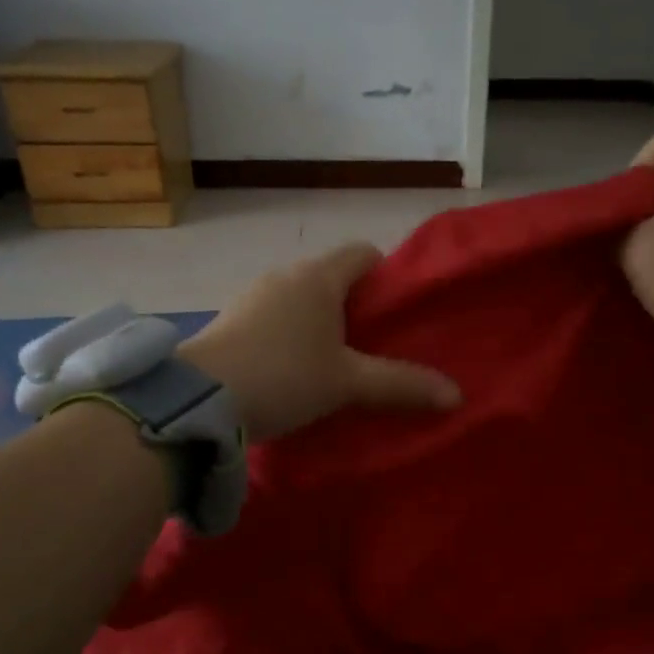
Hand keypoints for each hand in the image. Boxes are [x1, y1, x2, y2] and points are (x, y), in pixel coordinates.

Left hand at [178, 243, 460, 441]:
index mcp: (318, 277)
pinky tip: (291, 375)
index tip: (395, 316)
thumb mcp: (347, 384)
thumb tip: (456, 395)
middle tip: (373, 349)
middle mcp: (284, 276)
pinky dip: (288, 338)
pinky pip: (273, 320)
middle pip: (332, 279)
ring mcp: (251, 297)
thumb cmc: (283, 376)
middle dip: (355, 309)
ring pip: (301, 301)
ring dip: (319, 326)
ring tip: (333, 367)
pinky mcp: (229, 322)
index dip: (386, 278)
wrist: (197, 400)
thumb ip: (401, 386)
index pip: (363, 254)